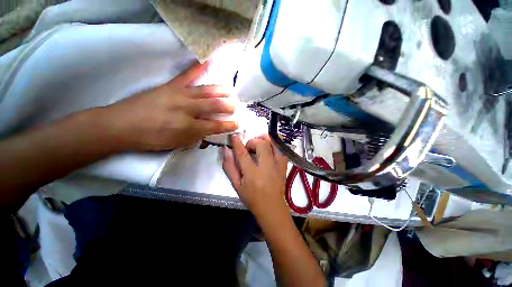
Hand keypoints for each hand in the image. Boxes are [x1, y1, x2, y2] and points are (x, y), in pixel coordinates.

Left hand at [97, 61, 237, 151]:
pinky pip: (187, 76)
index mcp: (189, 127)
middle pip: (214, 106)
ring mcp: (179, 95)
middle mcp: (187, 110)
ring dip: (221, 91)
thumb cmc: (151, 139)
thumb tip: (209, 129)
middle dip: (228, 106)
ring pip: (206, 91)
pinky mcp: (170, 86)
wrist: (121, 125)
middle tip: (235, 106)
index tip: (237, 123)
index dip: (229, 125)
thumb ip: (197, 136)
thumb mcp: (177, 143)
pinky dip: (198, 68)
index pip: (216, 126)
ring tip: (229, 91)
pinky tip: (208, 62)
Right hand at [222, 134, 288, 218]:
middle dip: (253, 141)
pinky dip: (275, 145)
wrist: (272, 207)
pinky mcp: (284, 166)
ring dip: (265, 140)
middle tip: (248, 147)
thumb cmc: (251, 198)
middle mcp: (267, 168)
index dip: (237, 143)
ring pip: (274, 144)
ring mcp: (278, 166)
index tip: (234, 136)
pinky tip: (269, 148)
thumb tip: (226, 150)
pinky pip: (282, 149)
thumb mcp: (236, 185)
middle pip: (261, 145)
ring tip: (259, 143)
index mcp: (252, 175)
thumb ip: (229, 167)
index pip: (243, 154)